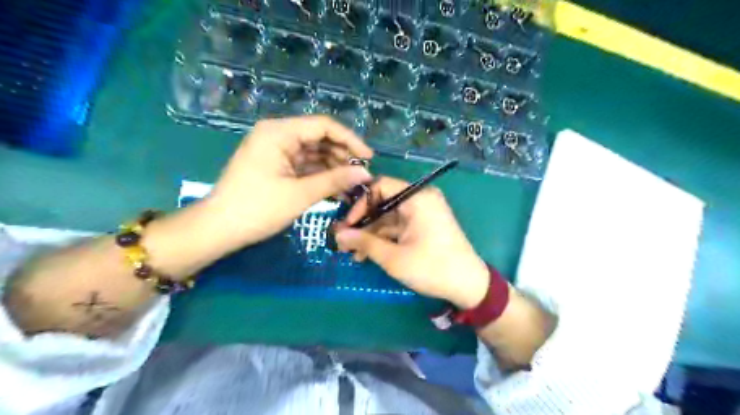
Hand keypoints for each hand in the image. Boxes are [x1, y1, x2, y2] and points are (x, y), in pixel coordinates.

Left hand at [204, 114, 372, 245]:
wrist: (219, 229)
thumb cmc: (257, 208)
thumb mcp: (300, 194)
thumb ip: (335, 180)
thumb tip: (366, 173)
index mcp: (279, 132)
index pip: (323, 126)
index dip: (350, 140)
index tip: (369, 158)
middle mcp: (278, 135)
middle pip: (319, 138)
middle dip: (343, 156)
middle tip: (362, 176)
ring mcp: (276, 151)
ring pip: (314, 153)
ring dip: (334, 168)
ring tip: (353, 185)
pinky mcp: (276, 166)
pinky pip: (305, 165)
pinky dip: (320, 176)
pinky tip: (337, 189)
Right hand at [336, 176, 490, 309]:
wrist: (468, 286)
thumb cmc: (432, 268)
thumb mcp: (394, 257)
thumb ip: (364, 243)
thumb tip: (338, 235)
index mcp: (417, 198)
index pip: (381, 186)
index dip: (361, 204)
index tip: (348, 225)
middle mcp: (420, 199)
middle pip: (383, 203)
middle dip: (362, 223)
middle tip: (344, 242)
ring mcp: (423, 213)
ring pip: (388, 217)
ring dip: (371, 234)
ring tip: (352, 253)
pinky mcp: (423, 226)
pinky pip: (398, 226)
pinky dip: (384, 238)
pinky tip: (367, 254)